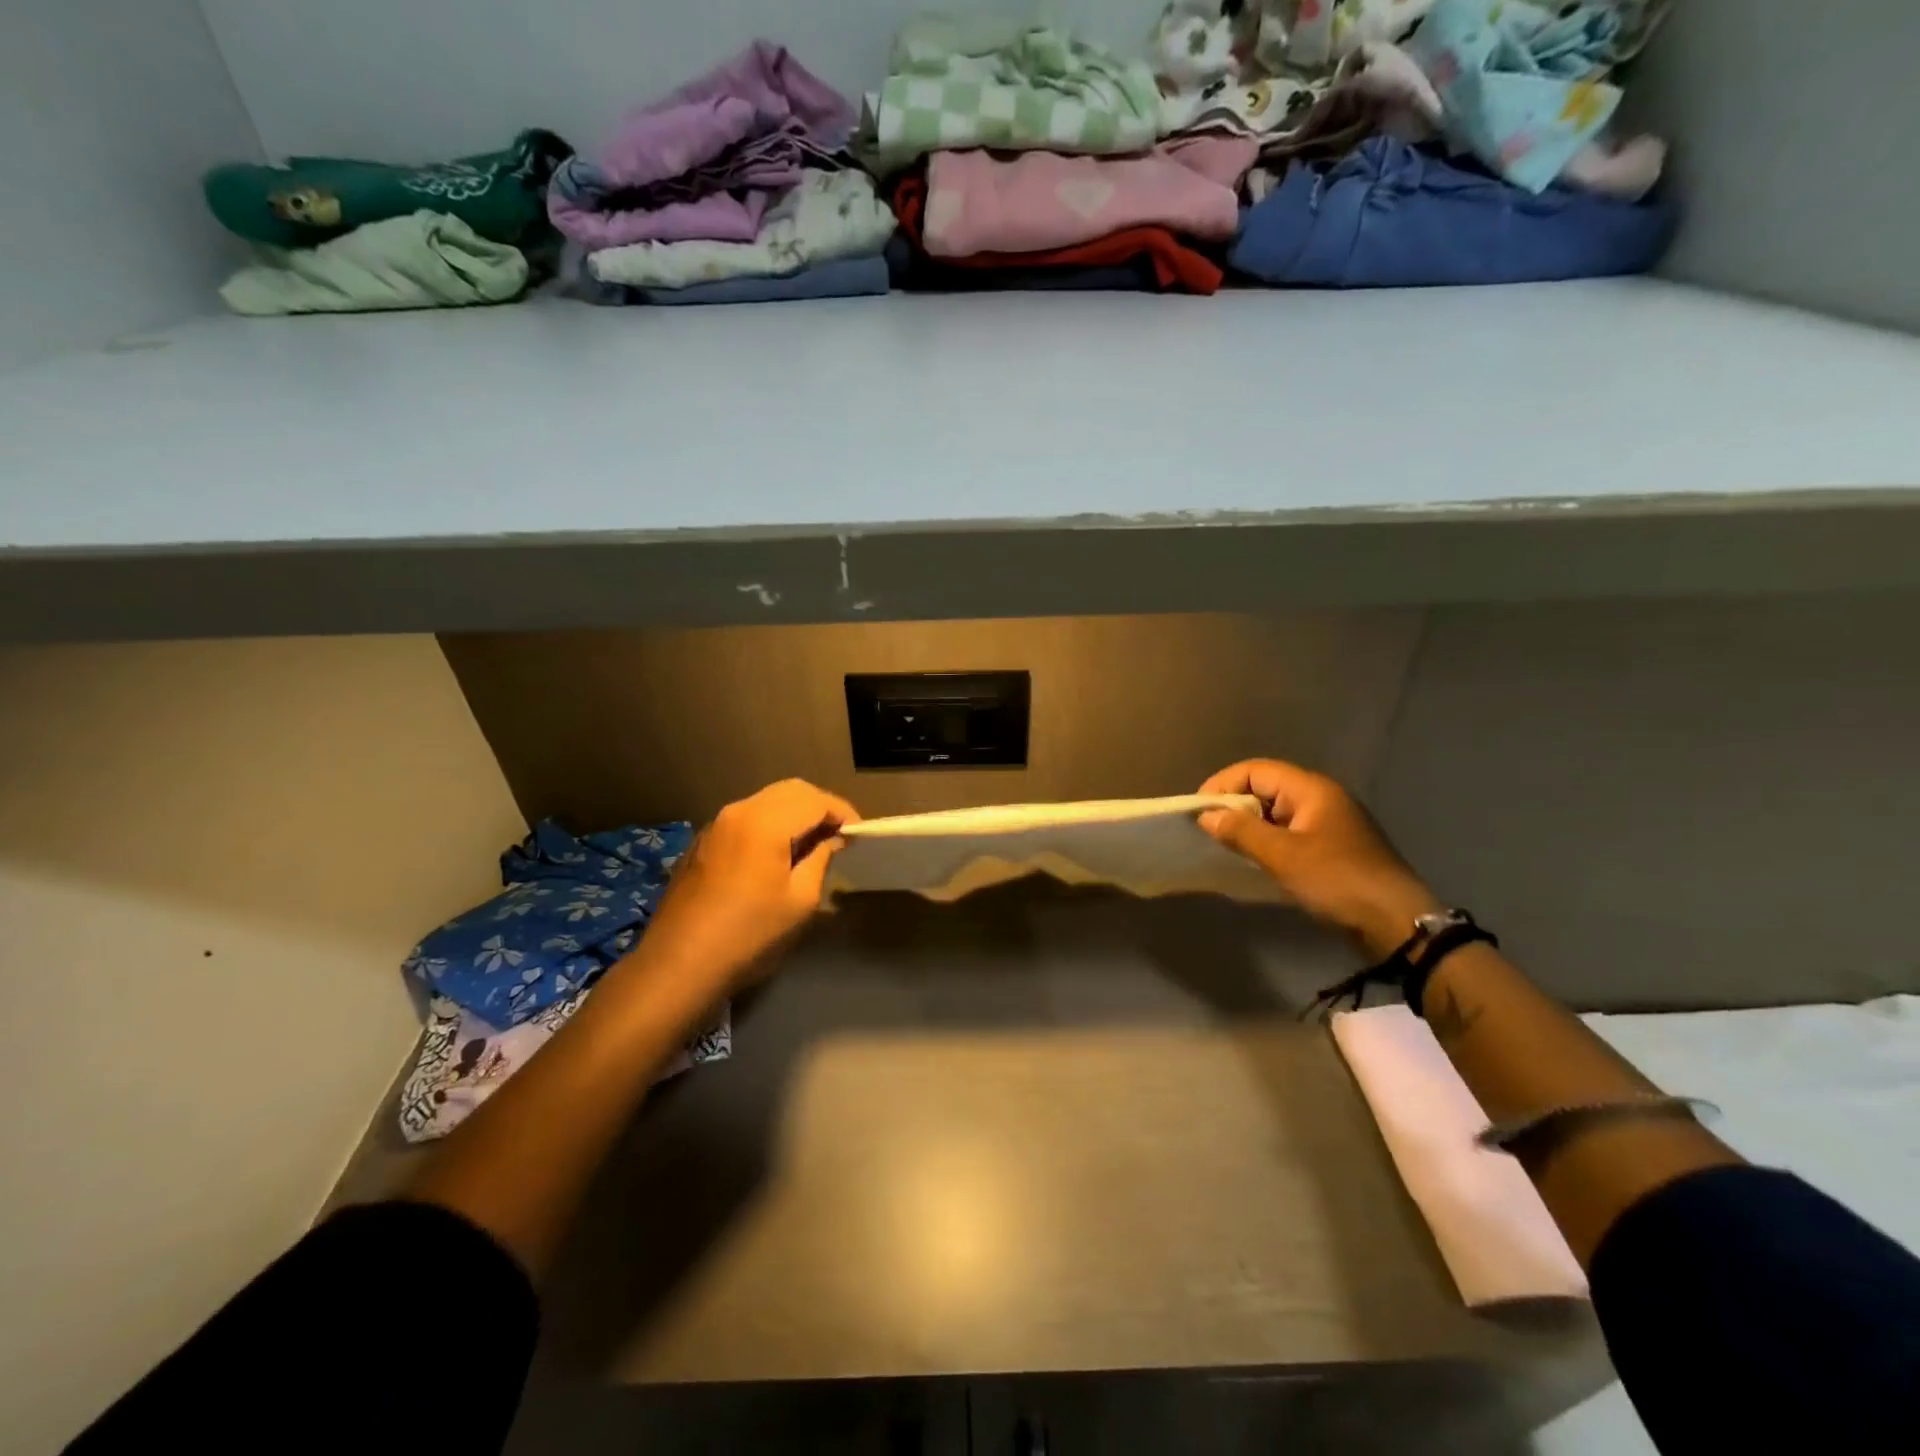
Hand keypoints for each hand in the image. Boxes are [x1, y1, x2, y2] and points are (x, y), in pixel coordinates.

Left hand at [636, 779, 858, 995]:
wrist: (678, 965)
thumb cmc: (749, 934)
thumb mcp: (799, 901)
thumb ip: (821, 859)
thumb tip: (831, 841)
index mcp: (765, 821)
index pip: (815, 799)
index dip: (842, 813)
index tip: (858, 835)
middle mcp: (738, 811)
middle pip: (790, 791)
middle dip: (819, 807)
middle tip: (838, 836)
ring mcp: (716, 825)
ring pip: (766, 801)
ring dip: (794, 814)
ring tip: (812, 845)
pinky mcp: (702, 842)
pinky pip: (746, 818)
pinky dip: (770, 824)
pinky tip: (777, 854)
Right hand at [1198, 759, 1440, 958]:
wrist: (1396, 923)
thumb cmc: (1337, 880)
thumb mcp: (1283, 855)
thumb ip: (1241, 831)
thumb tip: (1206, 815)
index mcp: (1312, 789)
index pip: (1256, 770)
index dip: (1224, 785)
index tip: (1199, 812)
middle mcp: (1321, 798)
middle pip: (1266, 788)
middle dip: (1234, 805)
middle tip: (1209, 831)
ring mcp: (1329, 823)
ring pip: (1277, 812)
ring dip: (1250, 826)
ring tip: (1226, 846)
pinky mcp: (1332, 848)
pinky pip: (1290, 833)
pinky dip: (1268, 841)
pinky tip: (1255, 861)